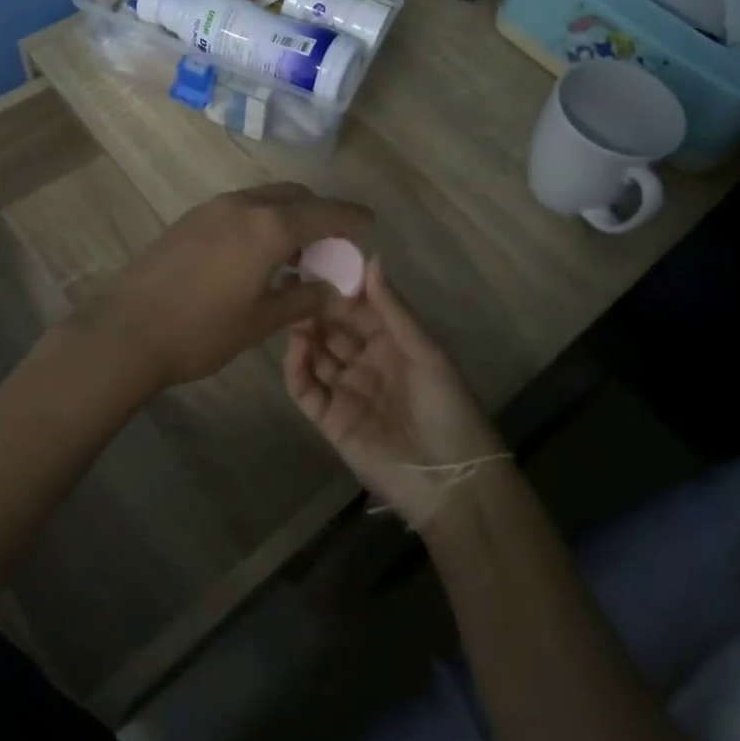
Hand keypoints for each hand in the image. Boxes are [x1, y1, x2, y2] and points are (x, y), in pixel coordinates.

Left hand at [68, 183, 371, 392]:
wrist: (126, 329)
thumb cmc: (201, 330)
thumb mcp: (261, 320)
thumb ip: (304, 298)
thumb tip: (335, 289)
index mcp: (269, 227)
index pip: (324, 212)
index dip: (351, 216)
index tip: (370, 222)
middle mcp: (243, 205)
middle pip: (294, 196)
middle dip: (318, 213)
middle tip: (330, 245)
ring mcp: (213, 207)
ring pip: (265, 198)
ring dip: (287, 215)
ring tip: (294, 253)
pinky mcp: (192, 217)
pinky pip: (241, 207)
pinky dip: (261, 219)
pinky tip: (256, 253)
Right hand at [283, 255, 503, 527]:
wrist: (450, 482)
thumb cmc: (447, 408)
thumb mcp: (426, 353)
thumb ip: (393, 309)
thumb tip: (372, 258)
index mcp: (392, 343)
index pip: (359, 307)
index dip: (340, 286)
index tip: (318, 260)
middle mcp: (365, 361)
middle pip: (333, 327)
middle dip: (315, 304)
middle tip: (292, 278)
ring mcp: (345, 389)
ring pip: (315, 352)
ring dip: (303, 330)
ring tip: (289, 306)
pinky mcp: (328, 419)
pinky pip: (305, 387)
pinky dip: (296, 365)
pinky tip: (296, 344)